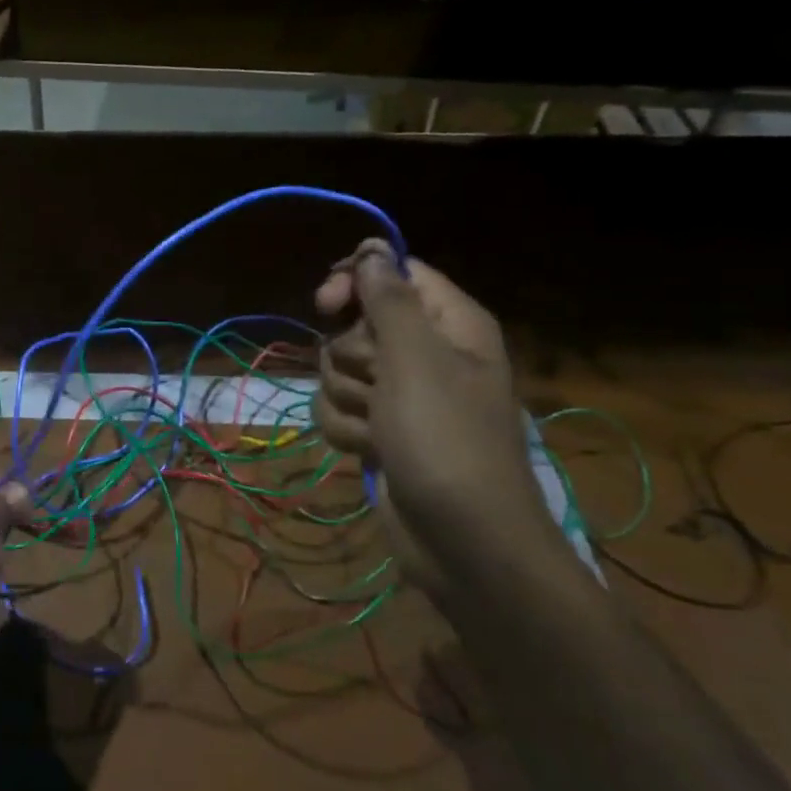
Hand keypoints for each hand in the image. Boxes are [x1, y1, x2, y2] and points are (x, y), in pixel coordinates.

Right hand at [314, 240, 543, 550]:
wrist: (463, 542)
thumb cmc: (445, 440)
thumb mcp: (415, 360)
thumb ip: (387, 300)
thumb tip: (371, 249)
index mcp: (450, 324)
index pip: (394, 274)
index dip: (356, 282)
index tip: (326, 303)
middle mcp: (427, 353)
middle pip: (358, 325)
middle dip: (352, 357)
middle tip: (379, 385)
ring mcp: (402, 396)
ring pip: (339, 370)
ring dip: (348, 399)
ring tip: (380, 429)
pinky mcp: (381, 431)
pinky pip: (339, 409)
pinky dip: (348, 430)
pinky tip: (372, 452)